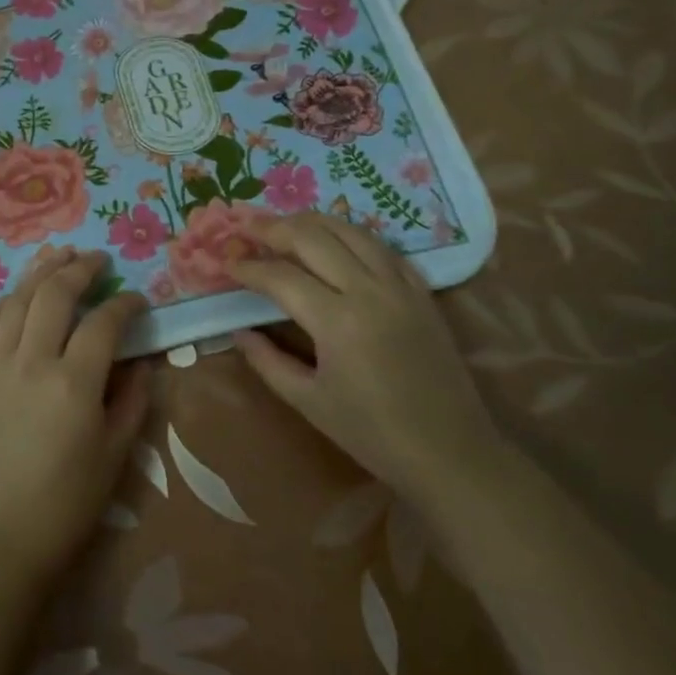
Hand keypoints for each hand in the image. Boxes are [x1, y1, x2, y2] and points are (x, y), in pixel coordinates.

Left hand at [0, 248, 150, 584]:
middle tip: (96, 258)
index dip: (125, 304)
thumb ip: (132, 401)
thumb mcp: (115, 454)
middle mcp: (31, 363)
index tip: (138, 299)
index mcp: (73, 383)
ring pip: (15, 303)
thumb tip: (141, 363)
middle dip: (78, 269)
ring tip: (56, 254)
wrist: (0, 537)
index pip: (103, 323)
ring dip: (37, 273)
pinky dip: (3, 304)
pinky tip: (15, 295)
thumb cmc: (66, 503)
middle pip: (54, 296)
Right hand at [227, 213, 501, 496]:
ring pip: (349, 231)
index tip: (225, 262)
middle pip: (312, 238)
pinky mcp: (421, 291)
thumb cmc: (372, 433)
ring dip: (311, 222)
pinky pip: (382, 247)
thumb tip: (238, 331)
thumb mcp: (308, 401)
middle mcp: (369, 291)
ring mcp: (400, 286)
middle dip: (273, 228)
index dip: (248, 267)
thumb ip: (267, 361)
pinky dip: (351, 236)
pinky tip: (335, 241)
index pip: (280, 277)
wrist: (450, 452)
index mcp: (337, 321)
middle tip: (246, 228)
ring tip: (283, 224)